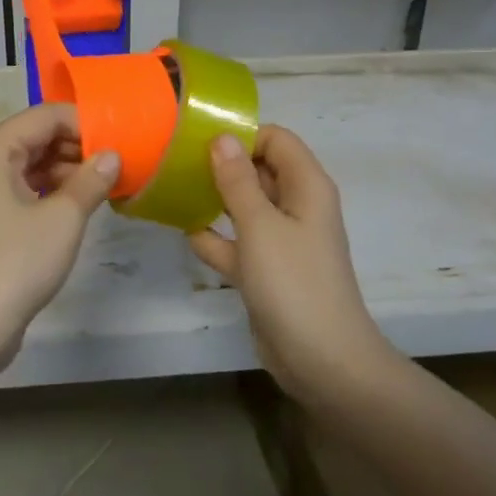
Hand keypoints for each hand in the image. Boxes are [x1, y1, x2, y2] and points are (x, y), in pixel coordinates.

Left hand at [0, 104, 118, 349]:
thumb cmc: (16, 263)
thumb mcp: (63, 218)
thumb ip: (91, 180)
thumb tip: (113, 156)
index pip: (45, 116)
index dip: (85, 124)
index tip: (121, 142)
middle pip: (36, 137)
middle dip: (77, 147)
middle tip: (117, 165)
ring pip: (31, 164)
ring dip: (67, 171)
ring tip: (104, 186)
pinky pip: (23, 188)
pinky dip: (51, 192)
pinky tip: (80, 205)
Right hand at [190, 127, 393, 400]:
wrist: (322, 360)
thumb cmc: (294, 282)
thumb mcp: (260, 226)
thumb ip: (238, 181)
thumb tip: (222, 137)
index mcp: (306, 187)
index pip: (276, 140)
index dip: (243, 135)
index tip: (200, 139)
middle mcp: (296, 206)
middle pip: (259, 170)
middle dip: (223, 164)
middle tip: (176, 160)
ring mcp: (281, 240)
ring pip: (246, 206)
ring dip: (215, 198)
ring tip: (173, 188)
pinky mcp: (267, 270)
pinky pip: (238, 242)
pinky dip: (215, 237)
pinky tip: (184, 231)